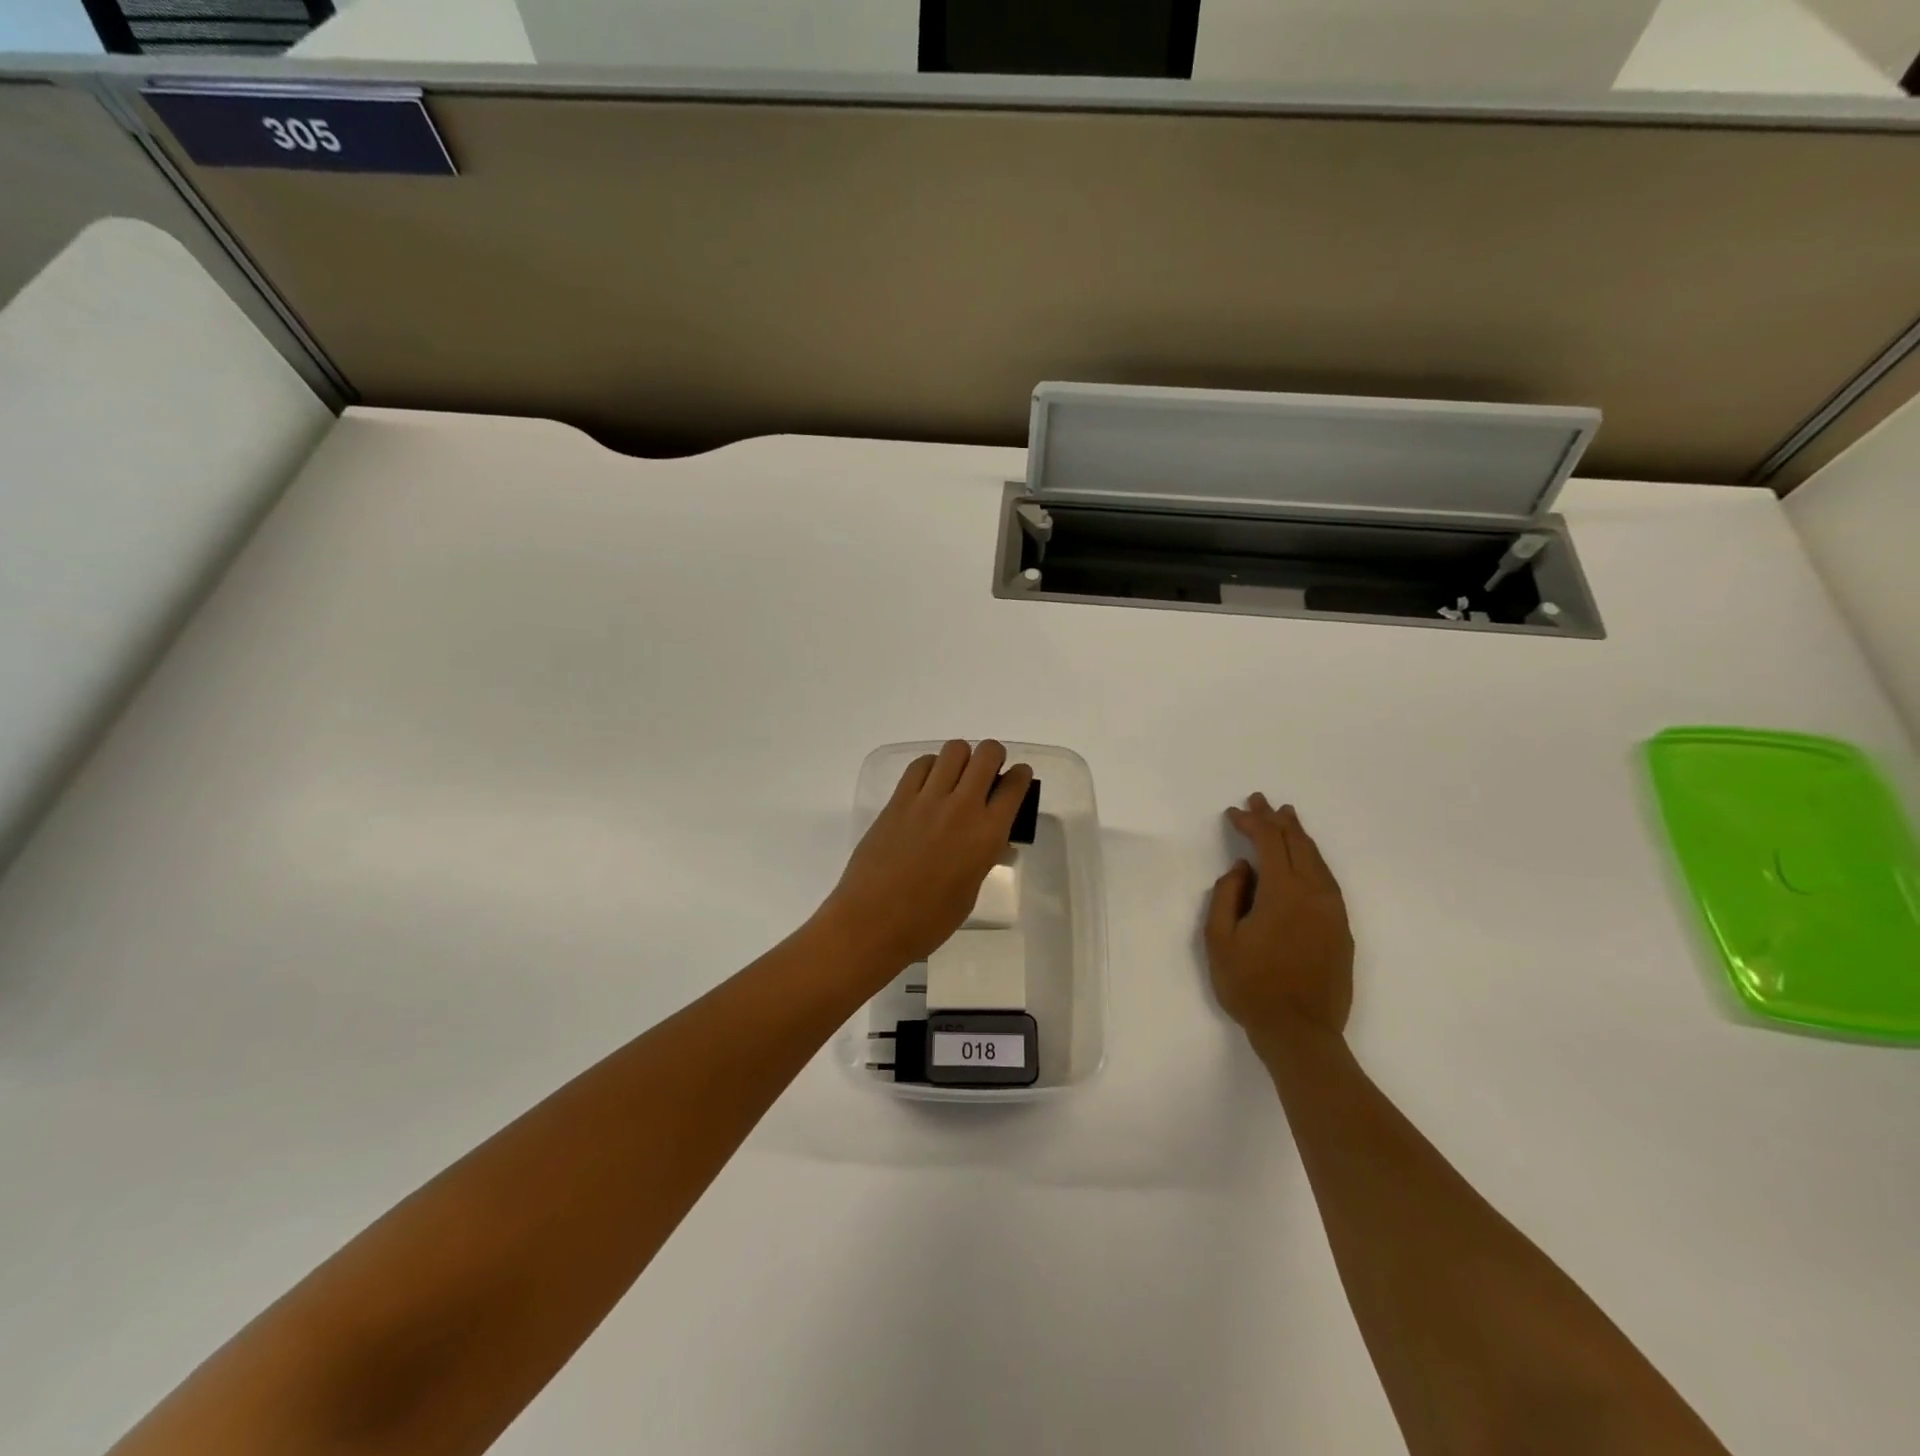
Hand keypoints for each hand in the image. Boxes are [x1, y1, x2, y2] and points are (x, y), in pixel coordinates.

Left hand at [820, 740, 1034, 972]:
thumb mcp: (970, 891)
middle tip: (987, 773)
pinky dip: (931, 766)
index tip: (1016, 780)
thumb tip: (992, 842)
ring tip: (956, 778)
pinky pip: (920, 765)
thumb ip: (983, 857)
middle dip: (993, 756)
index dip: (1020, 776)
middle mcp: (962, 807)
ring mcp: (927, 799)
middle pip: (986, 753)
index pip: (1015, 785)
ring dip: (962, 758)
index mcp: (987, 834)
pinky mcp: (898, 799)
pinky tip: (929, 785)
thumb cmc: (928, 920)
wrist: (873, 922)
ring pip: (954, 750)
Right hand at [1205, 795, 1353, 1049]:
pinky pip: (1328, 880)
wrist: (1300, 1033)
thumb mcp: (1220, 940)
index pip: (1269, 843)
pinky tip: (1305, 859)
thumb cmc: (1251, 986)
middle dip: (1276, 820)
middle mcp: (1315, 894)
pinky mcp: (1342, 929)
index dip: (1251, 823)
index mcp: (1284, 892)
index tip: (1233, 813)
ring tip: (1287, 818)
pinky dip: (1313, 860)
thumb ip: (1227, 896)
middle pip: (1297, 844)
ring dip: (1299, 836)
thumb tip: (1242, 870)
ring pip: (1317, 860)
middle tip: (1260, 801)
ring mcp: (1333, 911)